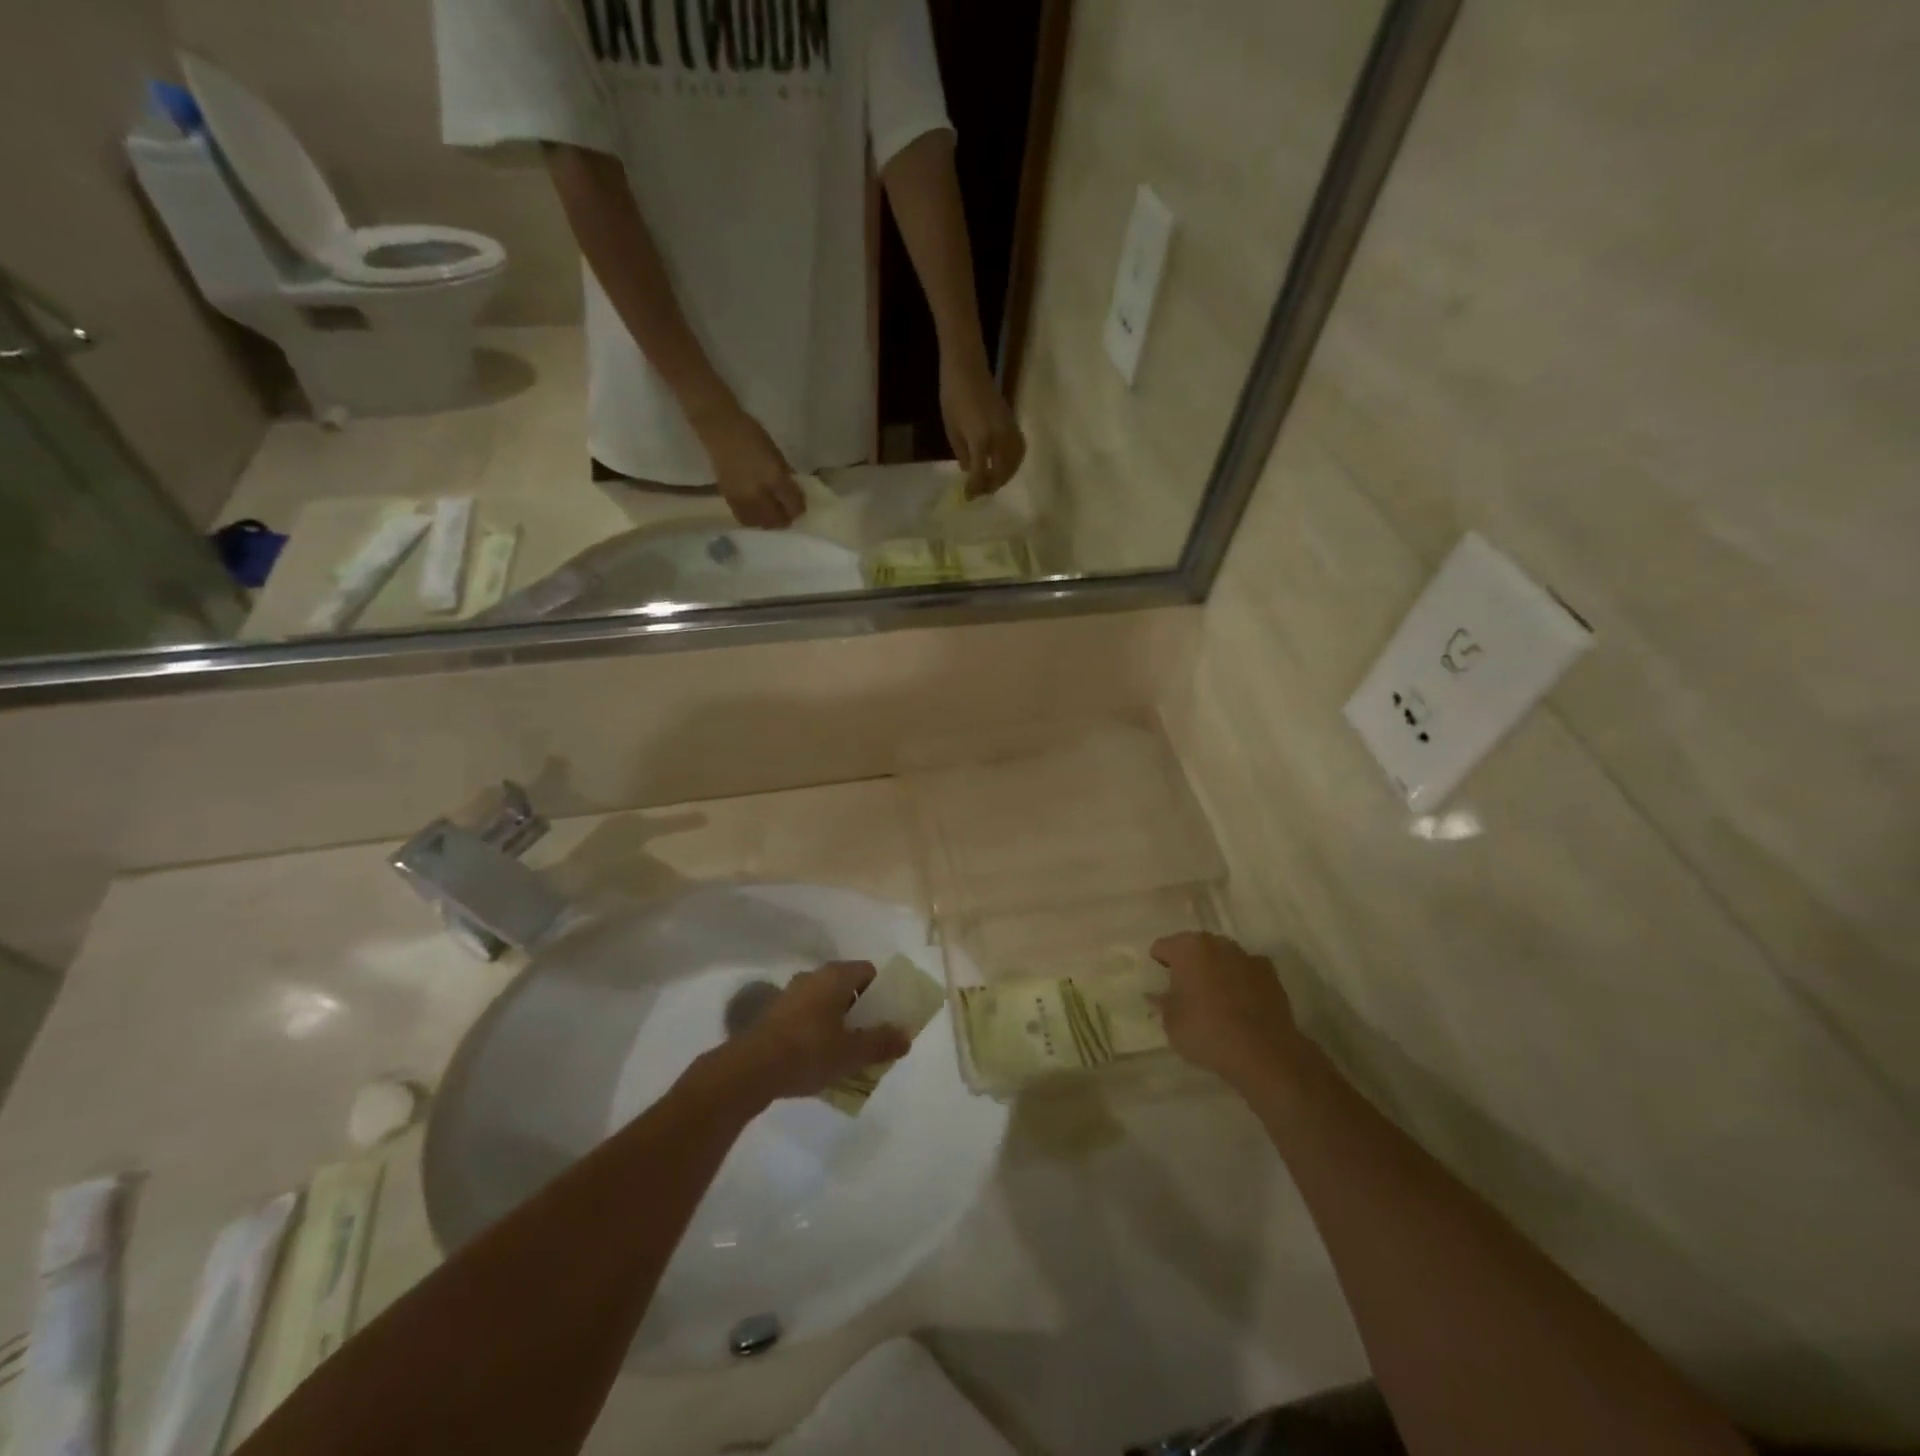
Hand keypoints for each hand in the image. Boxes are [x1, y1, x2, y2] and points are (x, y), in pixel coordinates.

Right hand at [695, 405, 805, 529]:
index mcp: (775, 479)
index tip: (800, 504)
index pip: (794, 506)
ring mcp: (743, 499)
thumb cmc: (752, 436)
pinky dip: (756, 519)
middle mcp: (759, 493)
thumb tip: (794, 494)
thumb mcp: (777, 455)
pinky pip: (746, 519)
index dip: (800, 508)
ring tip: (773, 513)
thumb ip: (786, 477)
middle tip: (788, 511)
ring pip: (762, 523)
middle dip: (786, 518)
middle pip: (778, 520)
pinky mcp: (729, 500)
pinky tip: (758, 512)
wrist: (720, 430)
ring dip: (771, 521)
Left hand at [722, 962, 910, 1102]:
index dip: (882, 991)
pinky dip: (817, 1032)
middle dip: (861, 1010)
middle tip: (871, 1036)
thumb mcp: (852, 1052)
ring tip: (847, 1052)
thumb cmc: (809, 1052)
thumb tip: (905, 1037)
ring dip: (838, 1022)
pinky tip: (819, 1060)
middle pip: (846, 987)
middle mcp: (812, 977)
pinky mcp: (773, 1015)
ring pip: (825, 1003)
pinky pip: (806, 1017)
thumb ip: (882, 1043)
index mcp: (835, 976)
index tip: (888, 1016)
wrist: (750, 1070)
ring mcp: (790, 995)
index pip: (868, 971)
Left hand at [940, 354, 1025, 498]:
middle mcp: (999, 437)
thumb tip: (970, 471)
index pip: (981, 474)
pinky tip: (1005, 465)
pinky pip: (1019, 448)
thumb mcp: (951, 430)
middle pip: (1002, 471)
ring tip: (993, 481)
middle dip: (992, 485)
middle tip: (981, 492)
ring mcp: (1009, 429)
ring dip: (1006, 475)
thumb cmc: (952, 397)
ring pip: (1015, 461)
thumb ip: (962, 453)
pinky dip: (1014, 461)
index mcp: (980, 440)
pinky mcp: (1013, 422)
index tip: (968, 497)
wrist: (967, 368)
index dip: (975, 488)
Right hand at [1149, 932, 1308, 1092]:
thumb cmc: (1207, 1032)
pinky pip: (1246, 972)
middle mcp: (1217, 944)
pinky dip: (1240, 981)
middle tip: (1184, 989)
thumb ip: (1162, 1004)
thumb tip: (1156, 995)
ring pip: (1222, 957)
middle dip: (1188, 963)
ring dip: (1215, 970)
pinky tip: (1239, 1003)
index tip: (1159, 982)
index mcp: (1188, 948)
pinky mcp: (1271, 975)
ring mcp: (1247, 957)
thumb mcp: (1171, 1024)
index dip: (1158, 964)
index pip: (1162, 947)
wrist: (1263, 1054)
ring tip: (1213, 997)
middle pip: (1194, 947)